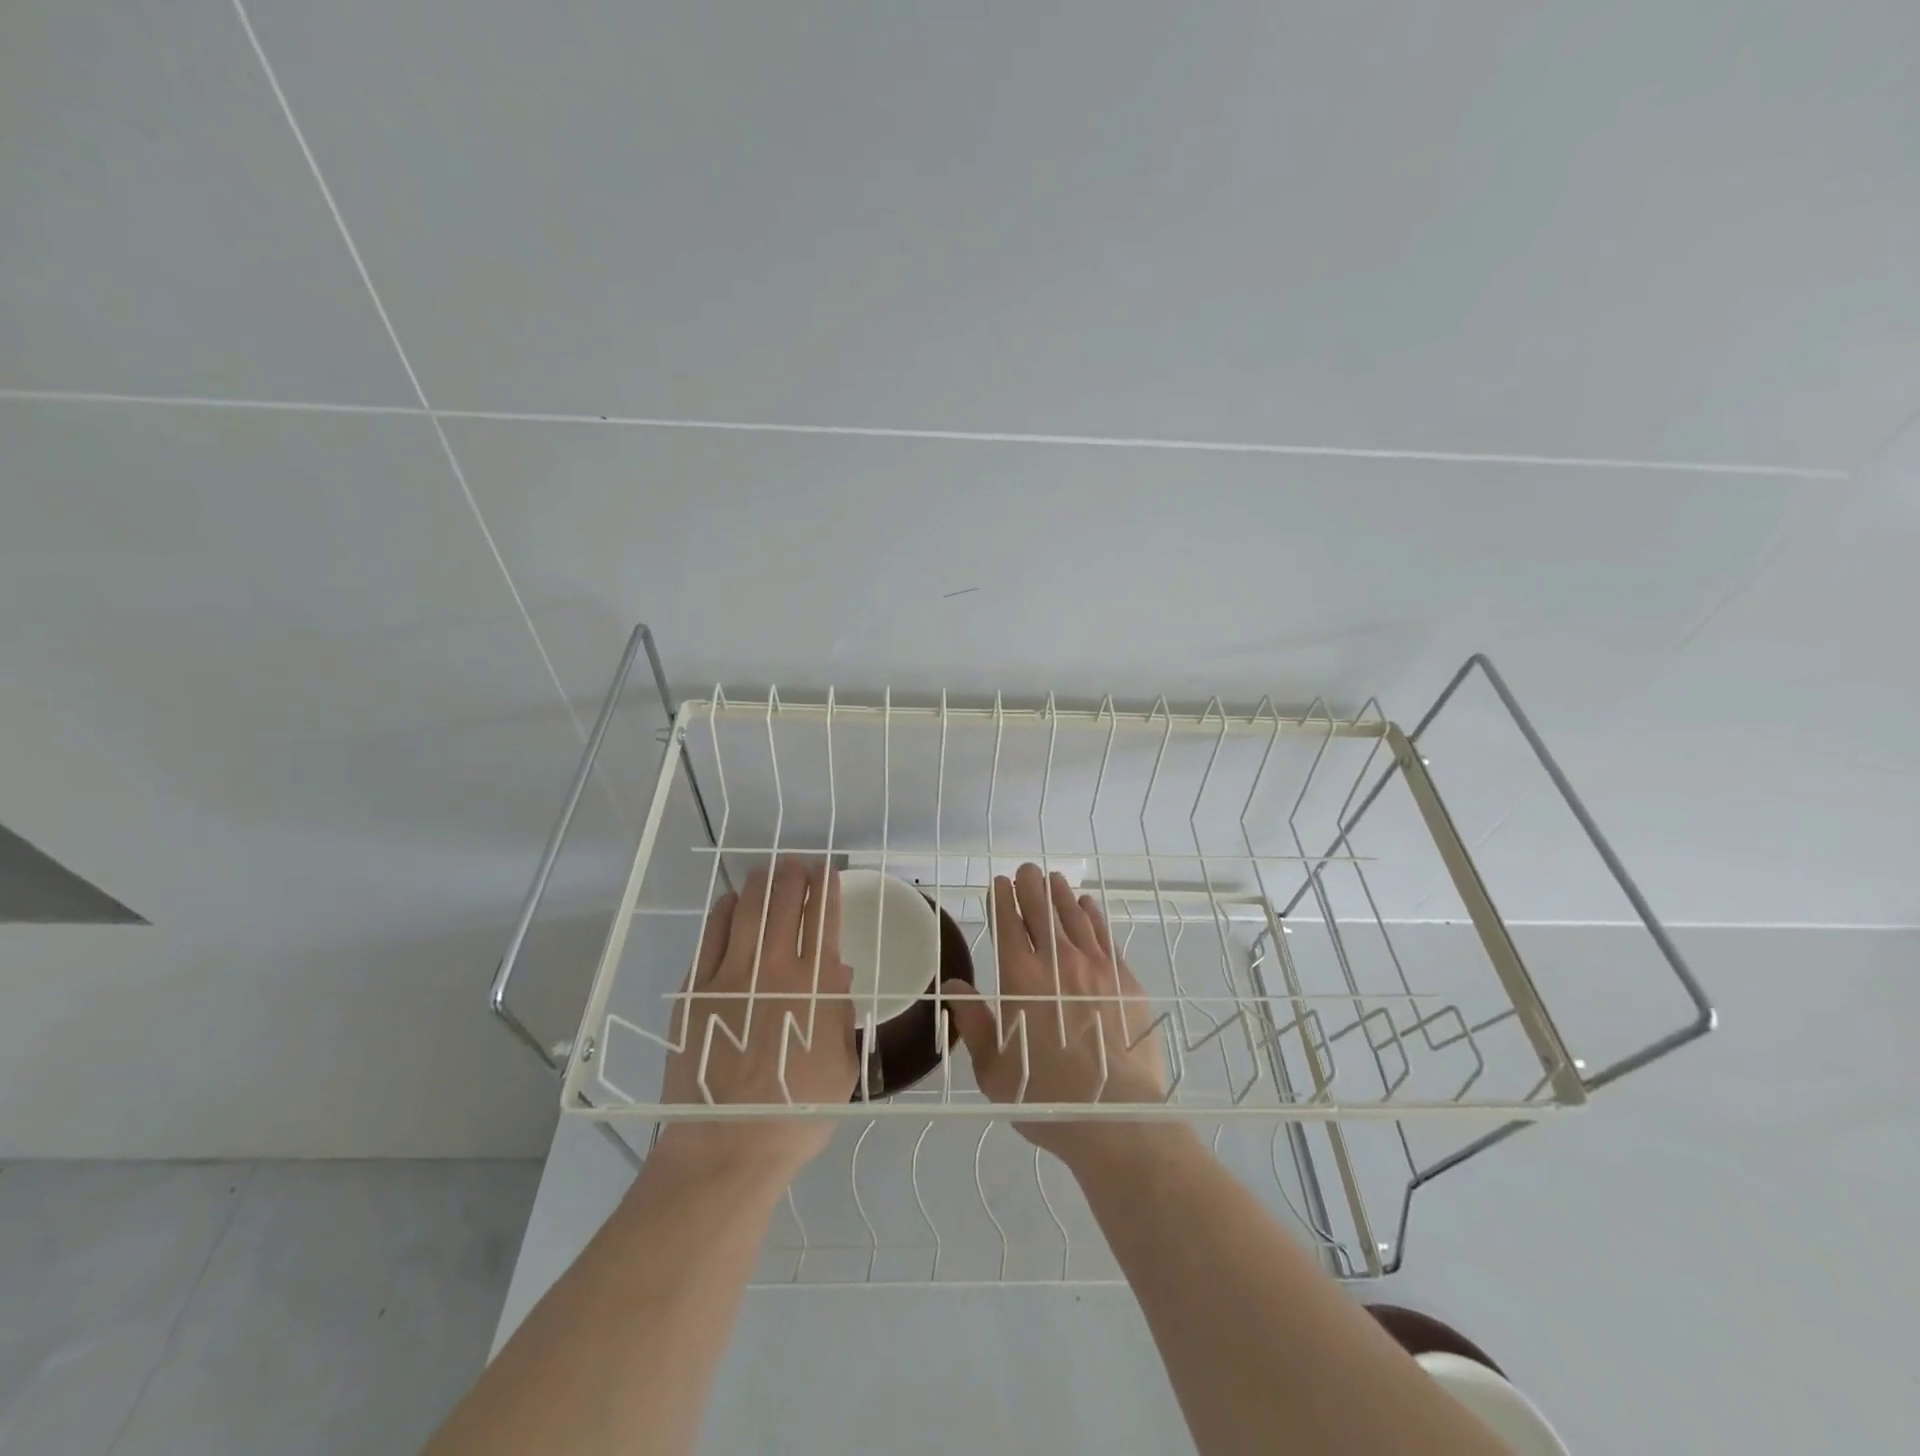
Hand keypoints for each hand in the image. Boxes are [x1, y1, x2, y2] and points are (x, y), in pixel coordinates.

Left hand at [656, 859, 856, 1180]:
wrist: (728, 1146)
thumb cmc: (798, 1111)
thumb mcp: (841, 1063)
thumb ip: (841, 1011)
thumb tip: (838, 971)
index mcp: (815, 985)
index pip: (823, 918)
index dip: (826, 888)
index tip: (827, 870)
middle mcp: (774, 968)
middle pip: (784, 903)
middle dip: (794, 875)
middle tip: (797, 863)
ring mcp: (729, 976)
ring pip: (747, 911)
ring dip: (760, 884)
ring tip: (767, 872)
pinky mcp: (695, 991)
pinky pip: (711, 936)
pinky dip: (724, 912)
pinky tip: (730, 904)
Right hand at [943, 863, 1167, 1159]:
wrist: (1114, 1117)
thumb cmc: (1044, 1096)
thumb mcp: (993, 1068)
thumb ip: (974, 1023)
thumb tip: (954, 988)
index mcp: (1020, 979)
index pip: (1009, 925)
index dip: (1003, 899)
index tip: (999, 882)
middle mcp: (1057, 962)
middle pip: (1042, 912)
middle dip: (1031, 886)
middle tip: (1026, 870)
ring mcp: (1095, 968)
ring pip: (1074, 917)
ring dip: (1061, 894)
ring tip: (1054, 879)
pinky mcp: (1125, 980)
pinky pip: (1105, 936)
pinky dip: (1093, 916)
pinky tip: (1089, 906)